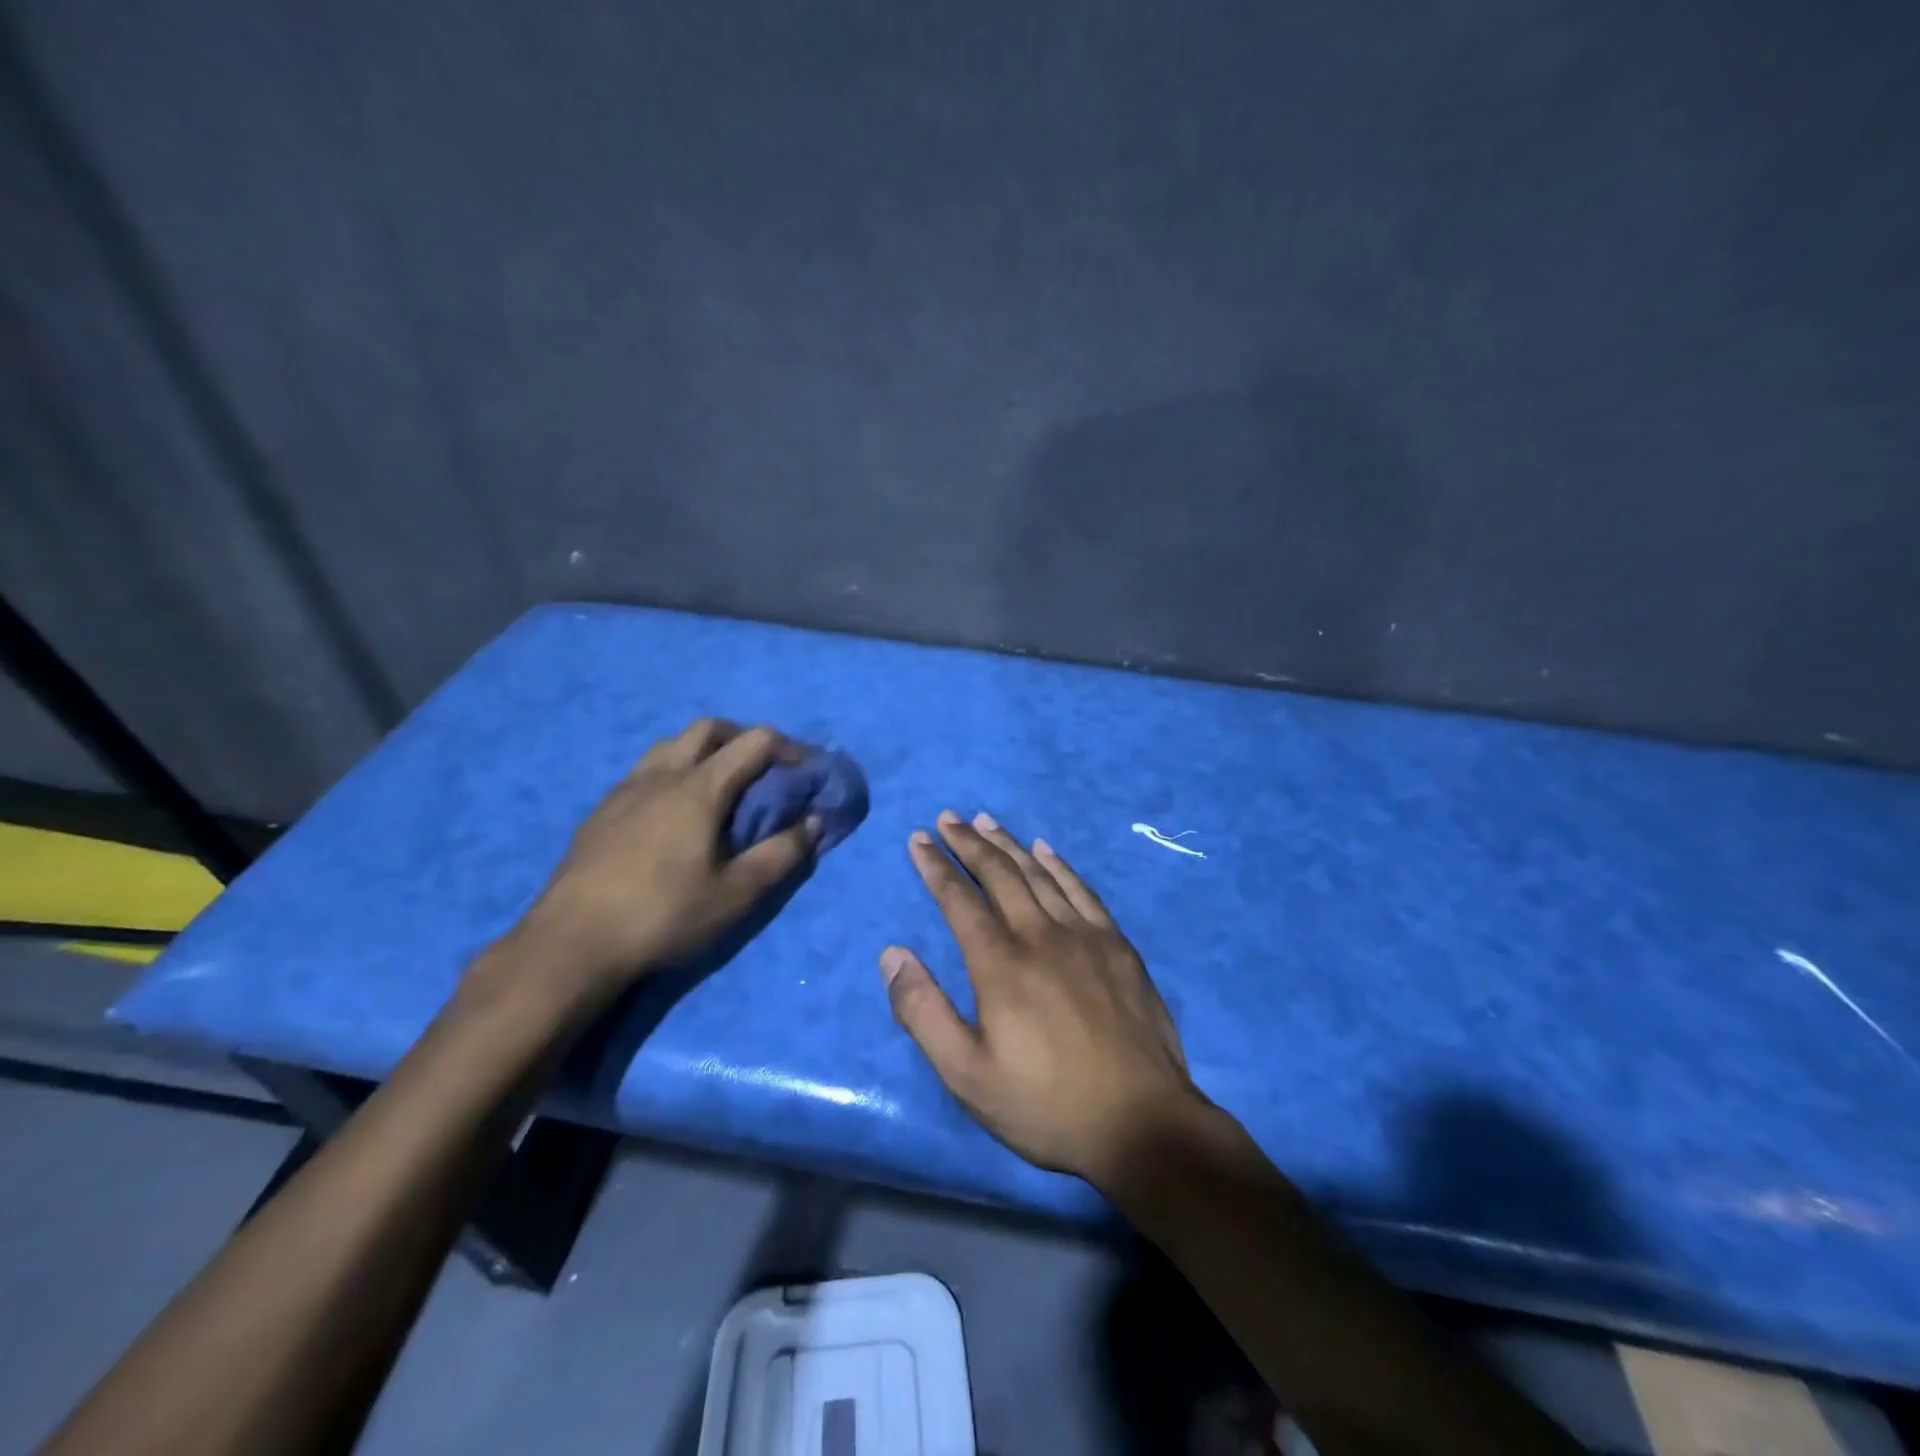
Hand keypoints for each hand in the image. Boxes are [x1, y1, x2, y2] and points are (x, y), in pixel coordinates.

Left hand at [500, 719, 818, 1014]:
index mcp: (700, 787)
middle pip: (710, 728)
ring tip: (720, 787)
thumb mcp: (738, 894)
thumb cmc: (664, 915)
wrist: (571, 944)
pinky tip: (673, 814)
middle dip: (745, 738)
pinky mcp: (601, 811)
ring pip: (672, 745)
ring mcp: (625, 789)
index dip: (791, 748)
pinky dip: (674, 772)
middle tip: (765, 770)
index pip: (756, 742)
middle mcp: (662, 774)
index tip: (808, 771)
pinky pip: (645, 770)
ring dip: (705, 751)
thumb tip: (814, 821)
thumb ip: (783, 854)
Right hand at [880, 809, 1206, 1189]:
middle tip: (949, 817)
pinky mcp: (1117, 946)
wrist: (1143, 1122)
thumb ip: (923, 1012)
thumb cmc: (1046, 1105)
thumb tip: (892, 954)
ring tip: (986, 820)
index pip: (959, 900)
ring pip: (1039, 874)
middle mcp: (1040, 935)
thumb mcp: (967, 1075)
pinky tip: (1046, 850)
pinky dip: (1060, 865)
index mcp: (1000, 964)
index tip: (919, 839)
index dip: (935, 866)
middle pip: (999, 874)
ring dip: (1009, 844)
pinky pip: (1083, 890)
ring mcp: (1084, 936)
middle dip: (969, 842)